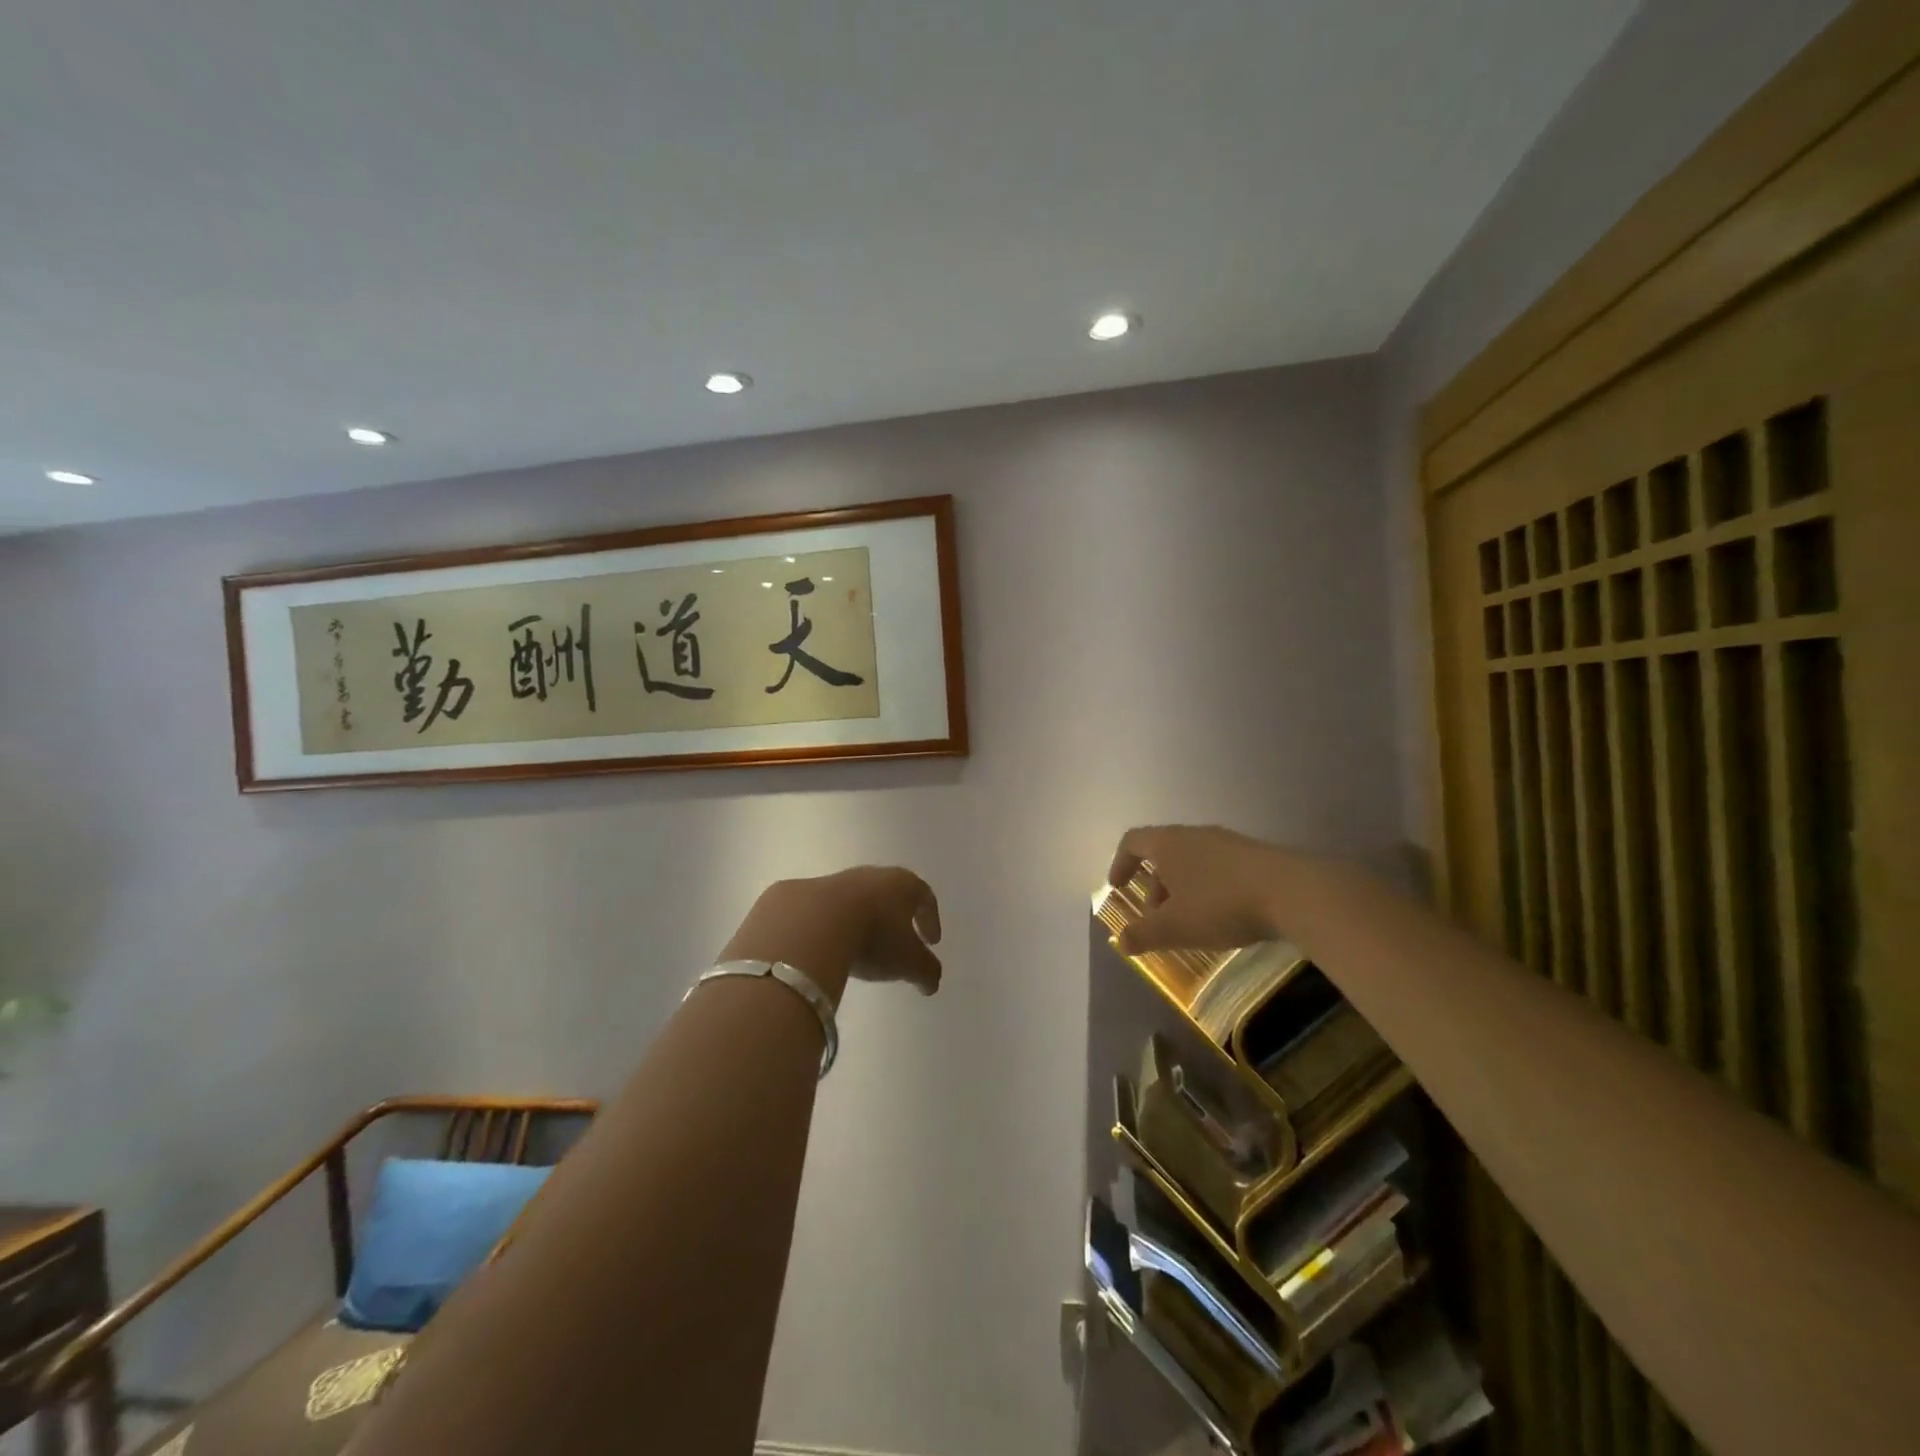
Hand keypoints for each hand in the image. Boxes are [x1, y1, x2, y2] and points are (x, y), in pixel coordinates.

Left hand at [720, 867, 942, 1005]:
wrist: (811, 924)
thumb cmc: (873, 938)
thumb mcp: (908, 962)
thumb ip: (926, 971)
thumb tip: (931, 982)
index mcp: (901, 885)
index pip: (924, 897)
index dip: (930, 918)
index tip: (932, 942)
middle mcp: (870, 876)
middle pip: (889, 893)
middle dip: (895, 917)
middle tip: (898, 941)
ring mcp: (833, 881)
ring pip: (854, 900)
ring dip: (860, 921)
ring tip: (859, 948)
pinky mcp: (801, 894)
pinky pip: (822, 912)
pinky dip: (828, 927)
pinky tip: (825, 948)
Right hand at [1106, 825, 1293, 954]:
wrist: (1293, 892)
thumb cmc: (1220, 905)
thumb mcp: (1175, 927)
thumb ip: (1143, 934)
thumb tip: (1121, 941)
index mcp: (1169, 843)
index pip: (1133, 841)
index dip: (1120, 863)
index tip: (1118, 888)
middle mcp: (1195, 835)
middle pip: (1163, 853)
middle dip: (1154, 886)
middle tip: (1157, 918)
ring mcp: (1228, 842)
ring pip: (1192, 862)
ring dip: (1182, 889)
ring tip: (1191, 923)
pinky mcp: (1255, 856)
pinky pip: (1218, 868)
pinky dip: (1208, 889)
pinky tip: (1224, 917)